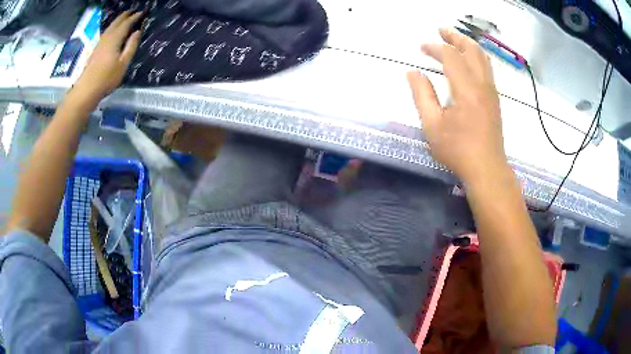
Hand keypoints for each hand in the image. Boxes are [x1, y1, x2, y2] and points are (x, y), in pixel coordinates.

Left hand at [73, 11, 142, 106]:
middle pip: (117, 22)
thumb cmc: (106, 78)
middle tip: (134, 11)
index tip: (143, 12)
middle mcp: (107, 38)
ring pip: (110, 26)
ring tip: (125, 17)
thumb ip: (131, 46)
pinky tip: (113, 30)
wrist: (86, 90)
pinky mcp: (96, 50)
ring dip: (118, 20)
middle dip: (126, 15)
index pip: (126, 23)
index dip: (135, 17)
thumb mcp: (123, 64)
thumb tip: (137, 31)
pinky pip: (106, 33)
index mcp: (115, 39)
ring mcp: (100, 43)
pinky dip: (112, 27)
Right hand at [407, 28, 507, 184]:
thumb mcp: (432, 125)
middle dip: (456, 37)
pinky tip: (468, 61)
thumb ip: (422, 95)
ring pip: (483, 58)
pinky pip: (487, 69)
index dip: (435, 48)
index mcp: (466, 89)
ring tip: (455, 40)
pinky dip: (476, 57)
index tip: (421, 48)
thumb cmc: (458, 150)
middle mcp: (482, 84)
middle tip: (442, 31)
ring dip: (468, 45)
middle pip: (472, 50)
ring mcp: (491, 91)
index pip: (450, 56)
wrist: (487, 169)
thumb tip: (413, 73)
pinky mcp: (494, 99)